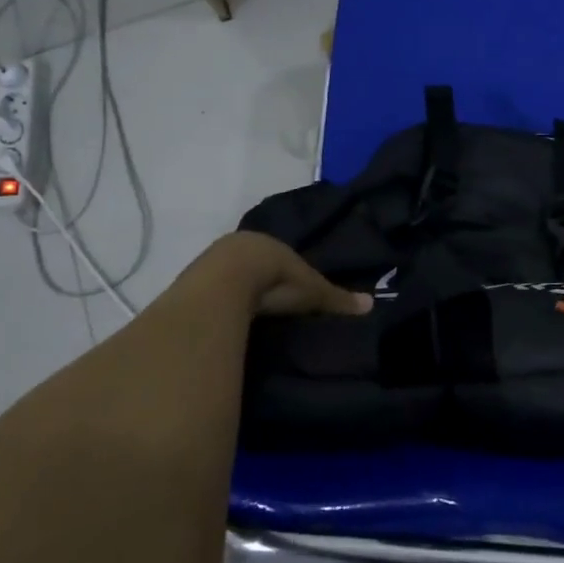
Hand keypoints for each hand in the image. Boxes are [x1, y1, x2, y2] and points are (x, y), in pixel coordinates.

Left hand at [192, 232, 373, 317]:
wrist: (226, 282)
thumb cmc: (275, 278)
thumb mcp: (312, 291)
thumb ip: (337, 299)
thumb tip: (371, 304)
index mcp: (270, 244)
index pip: (281, 256)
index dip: (287, 271)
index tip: (293, 288)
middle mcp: (241, 246)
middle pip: (255, 265)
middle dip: (262, 280)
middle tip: (274, 303)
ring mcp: (212, 264)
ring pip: (231, 278)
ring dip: (238, 292)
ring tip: (251, 315)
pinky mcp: (192, 284)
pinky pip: (212, 292)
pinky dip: (220, 303)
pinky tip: (226, 318)